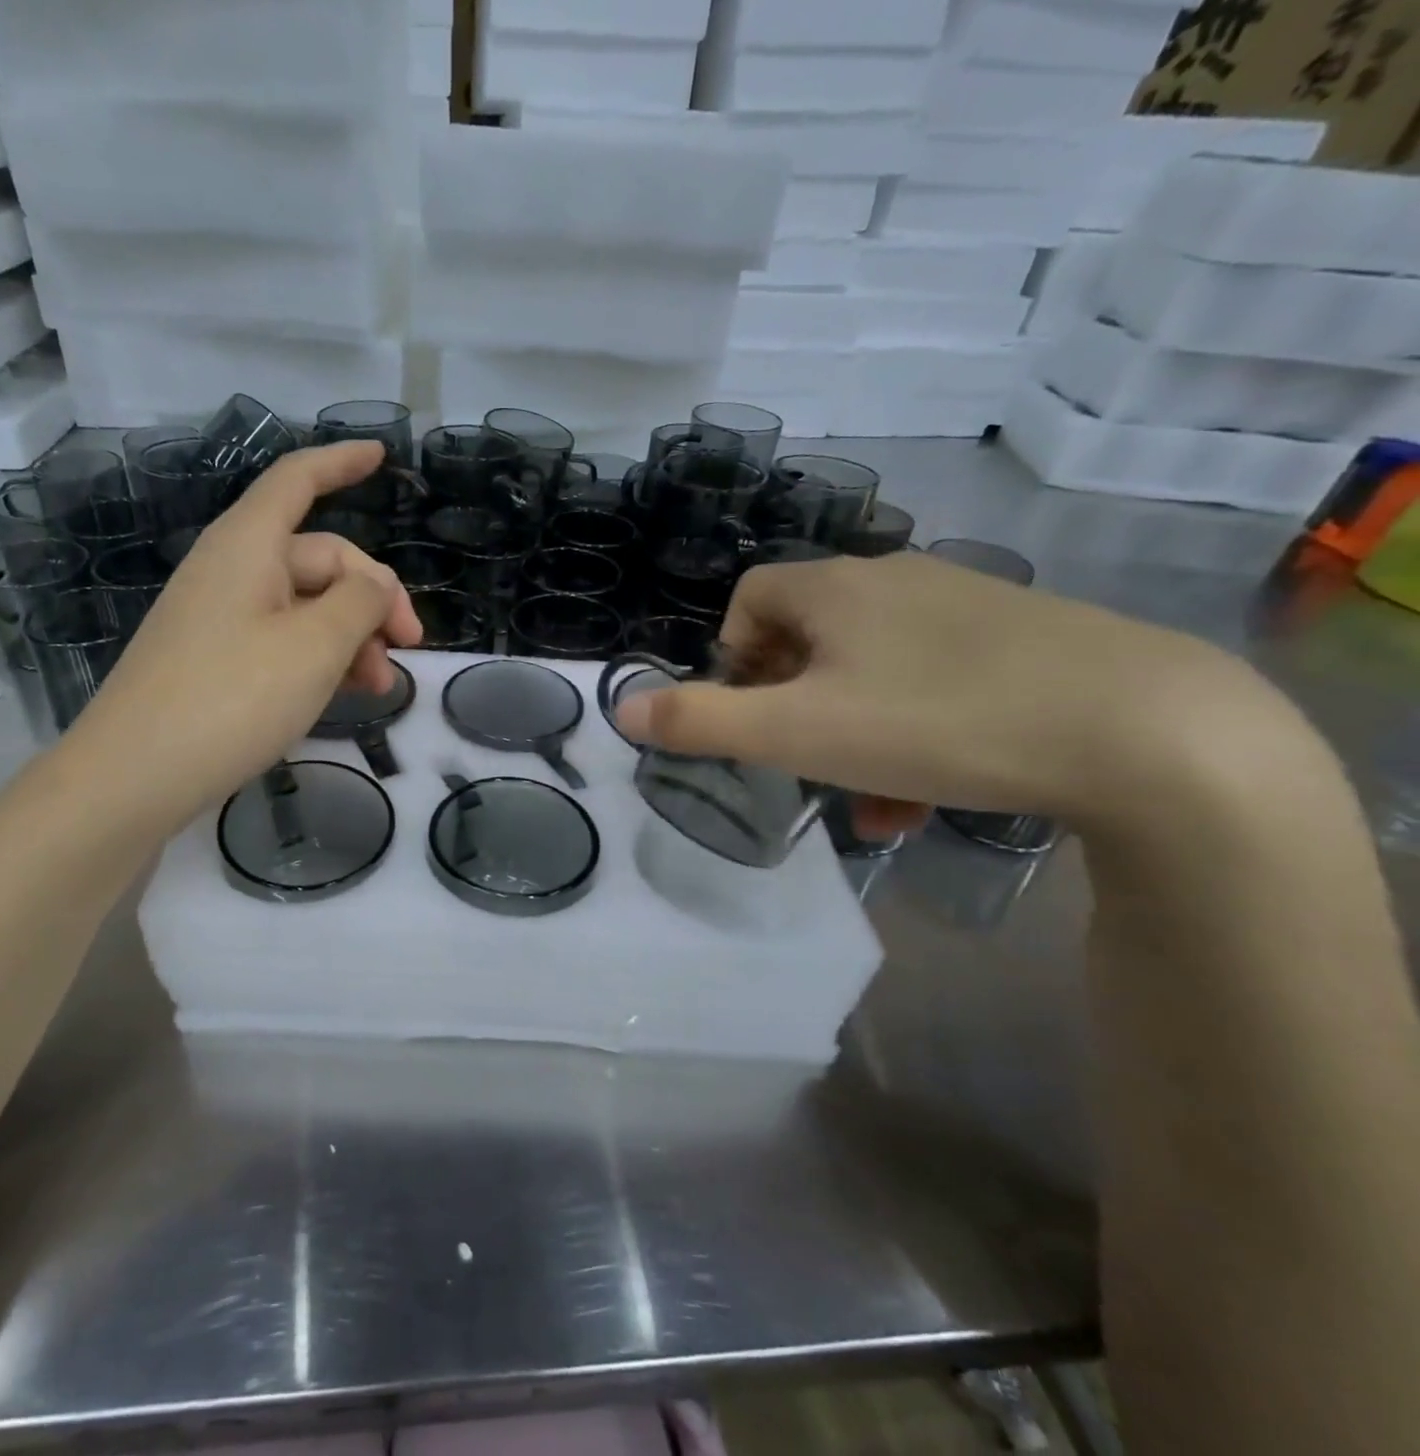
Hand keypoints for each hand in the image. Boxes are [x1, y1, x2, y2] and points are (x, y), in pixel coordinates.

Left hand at [66, 441, 421, 833]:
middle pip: (319, 558)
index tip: (384, 457)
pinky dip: (319, 657)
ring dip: (351, 636)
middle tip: (408, 649)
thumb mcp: (315, 647)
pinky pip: (281, 639)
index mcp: (249, 546)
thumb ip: (360, 604)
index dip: (342, 462)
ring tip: (380, 686)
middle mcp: (232, 570)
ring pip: (305, 606)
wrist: (135, 775)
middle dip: (372, 598)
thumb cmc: (232, 698)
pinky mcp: (214, 659)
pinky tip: (342, 693)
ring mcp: (220, 616)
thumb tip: (377, 588)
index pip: (298, 480)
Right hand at [613, 551, 1286, 834]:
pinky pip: (934, 680)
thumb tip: (619, 708)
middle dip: (791, 705)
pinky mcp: (1023, 640)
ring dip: (850, 730)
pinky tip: (929, 791)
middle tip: (803, 762)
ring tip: (868, 800)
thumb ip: (698, 722)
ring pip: (871, 667)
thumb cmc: (936, 722)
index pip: (750, 597)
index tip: (749, 714)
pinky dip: (911, 730)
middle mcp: (895, 580)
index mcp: (836, 587)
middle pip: (808, 637)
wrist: (1146, 731)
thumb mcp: (797, 733)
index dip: (732, 657)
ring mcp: (965, 606)